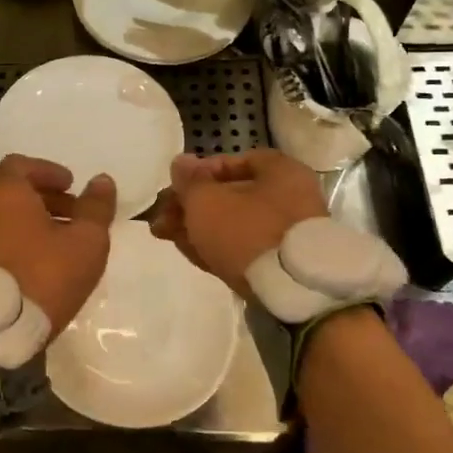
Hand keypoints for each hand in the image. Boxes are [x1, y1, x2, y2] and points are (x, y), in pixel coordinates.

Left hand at [0, 155, 116, 333]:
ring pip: (7, 225)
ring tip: (65, 252)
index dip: (48, 171)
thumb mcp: (85, 242)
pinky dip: (21, 251)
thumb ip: (95, 209)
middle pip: (14, 196)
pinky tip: (43, 275)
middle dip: (47, 202)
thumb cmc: (44, 275)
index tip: (70, 186)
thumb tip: (102, 180)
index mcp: (7, 195)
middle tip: (76, 220)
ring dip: (35, 230)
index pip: (20, 165)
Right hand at [149, 149, 327, 296]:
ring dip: (198, 227)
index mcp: (281, 172)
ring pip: (233, 224)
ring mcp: (287, 234)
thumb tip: (181, 162)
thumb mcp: (207, 201)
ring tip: (164, 234)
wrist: (290, 292)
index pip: (238, 160)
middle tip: (162, 215)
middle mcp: (290, 198)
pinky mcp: (280, 264)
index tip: (178, 185)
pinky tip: (187, 251)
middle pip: (232, 195)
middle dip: (192, 205)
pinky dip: (215, 246)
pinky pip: (243, 248)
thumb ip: (189, 181)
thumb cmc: (247, 230)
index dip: (202, 170)